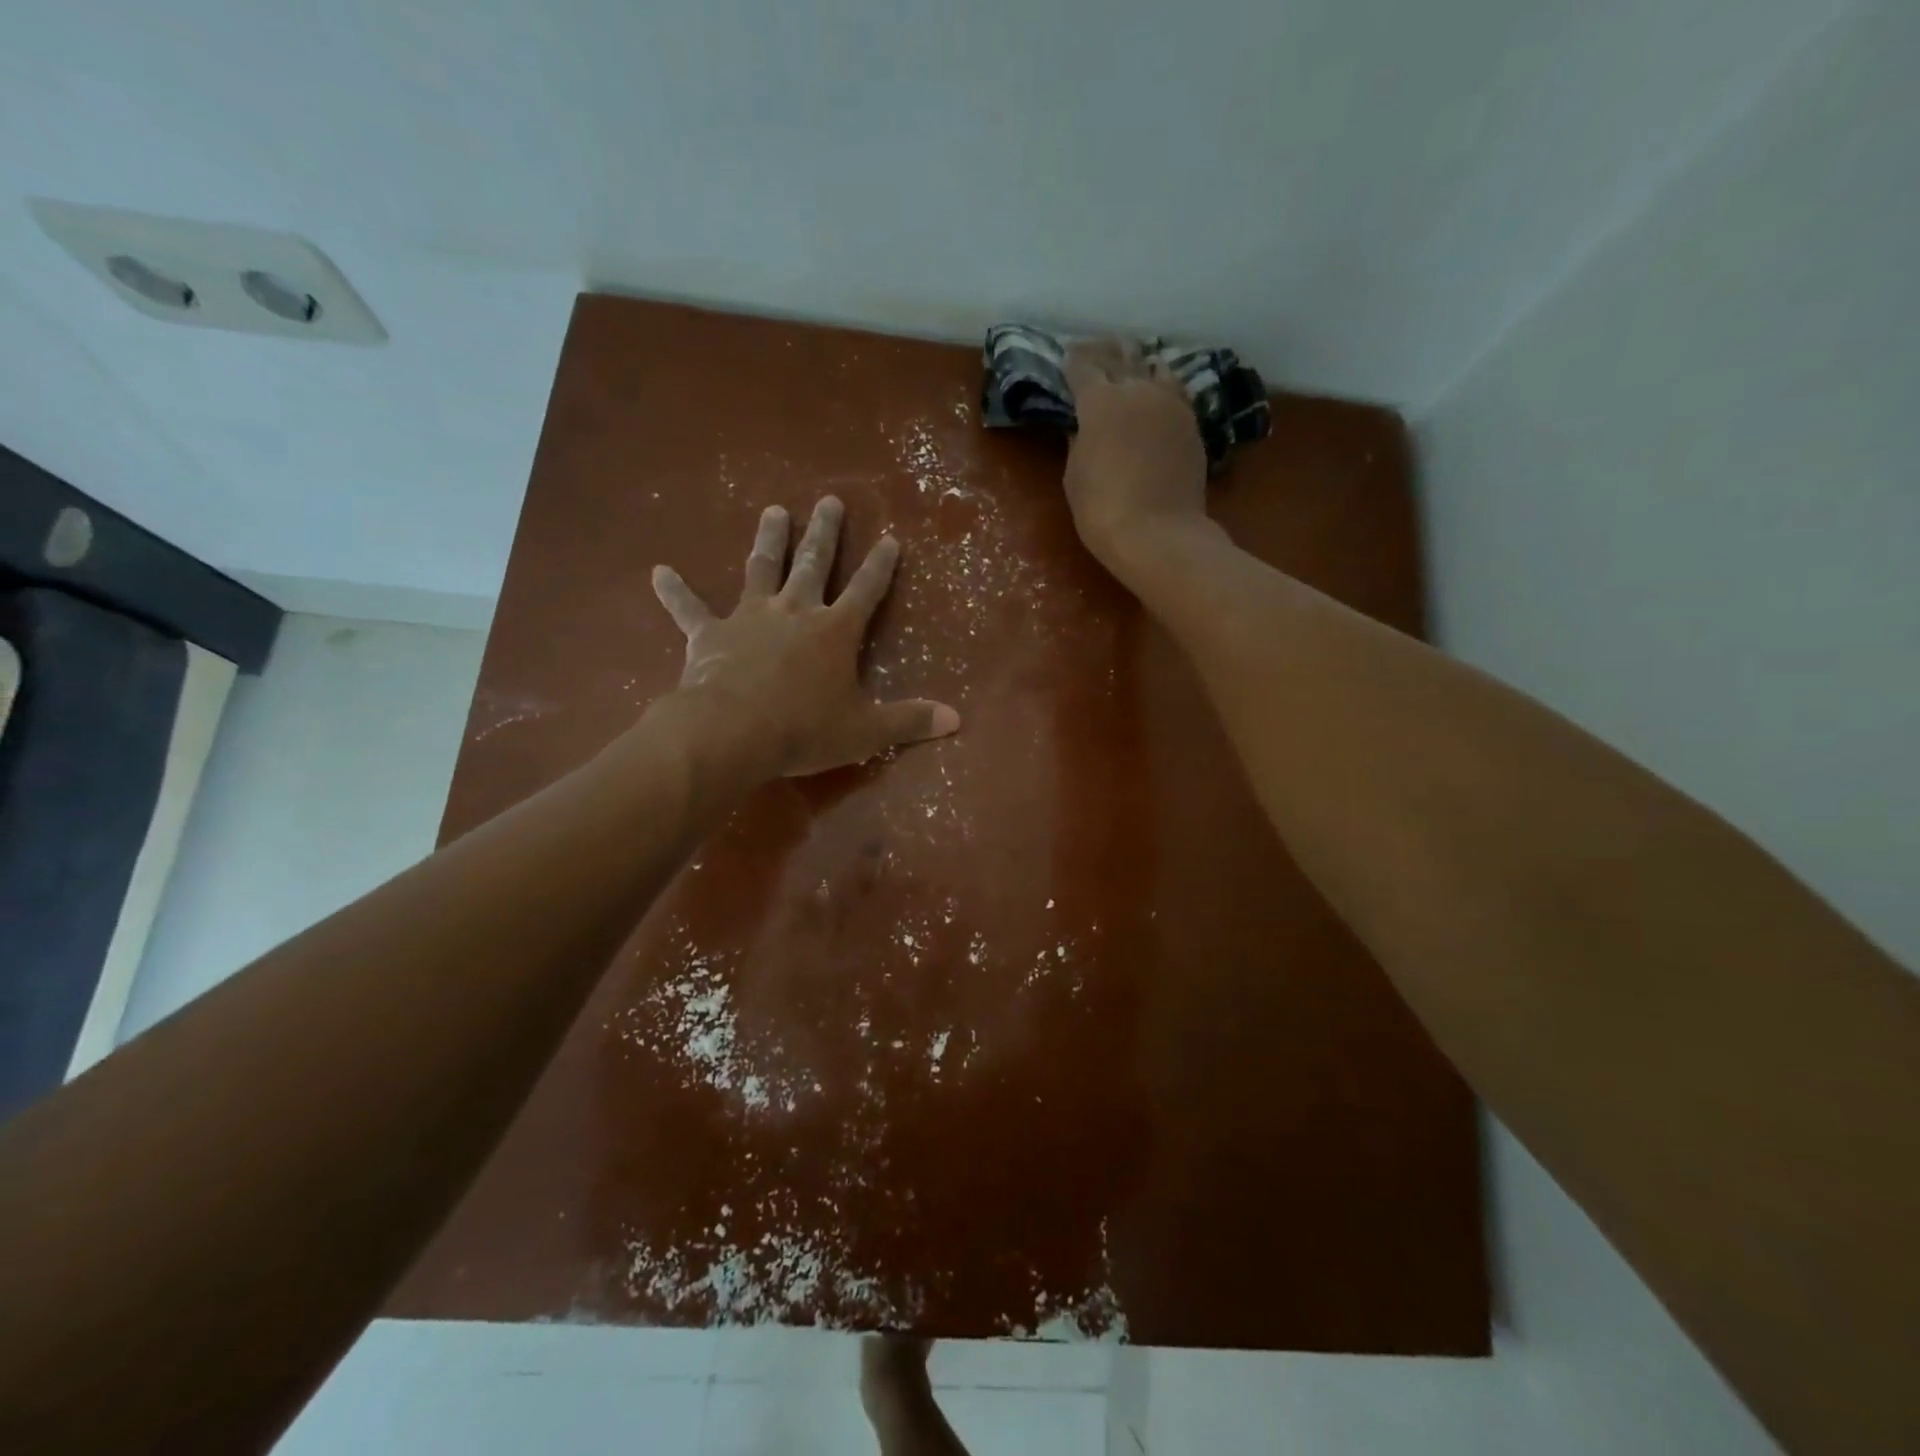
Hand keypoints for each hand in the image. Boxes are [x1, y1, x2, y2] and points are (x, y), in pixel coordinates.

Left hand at [649, 496, 959, 777]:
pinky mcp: (710, 634)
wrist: (733, 732)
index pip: (866, 589)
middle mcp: (795, 611)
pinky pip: (689, 608)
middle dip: (825, 532)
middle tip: (829, 500)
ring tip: (773, 510)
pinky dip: (674, 592)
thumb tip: (957, 720)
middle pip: (814, 563)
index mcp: (835, 630)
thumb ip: (909, 721)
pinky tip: (658, 571)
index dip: (881, 565)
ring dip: (769, 539)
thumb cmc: (804, 730)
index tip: (890, 538)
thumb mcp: (865, 730)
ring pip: (762, 568)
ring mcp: (750, 617)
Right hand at [1062, 340, 1212, 571]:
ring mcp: (1170, 404)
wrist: (1158, 533)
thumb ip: (1077, 443)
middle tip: (1093, 350)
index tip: (1066, 358)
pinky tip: (1157, 390)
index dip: (1072, 362)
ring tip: (1130, 363)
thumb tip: (1081, 428)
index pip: (1082, 368)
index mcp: (1100, 401)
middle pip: (1120, 356)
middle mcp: (1138, 390)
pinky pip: (1174, 390)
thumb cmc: (1102, 509)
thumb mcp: (1075, 476)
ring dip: (1138, 362)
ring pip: (1154, 367)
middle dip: (1103, 351)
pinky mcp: (1191, 423)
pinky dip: (1161, 384)